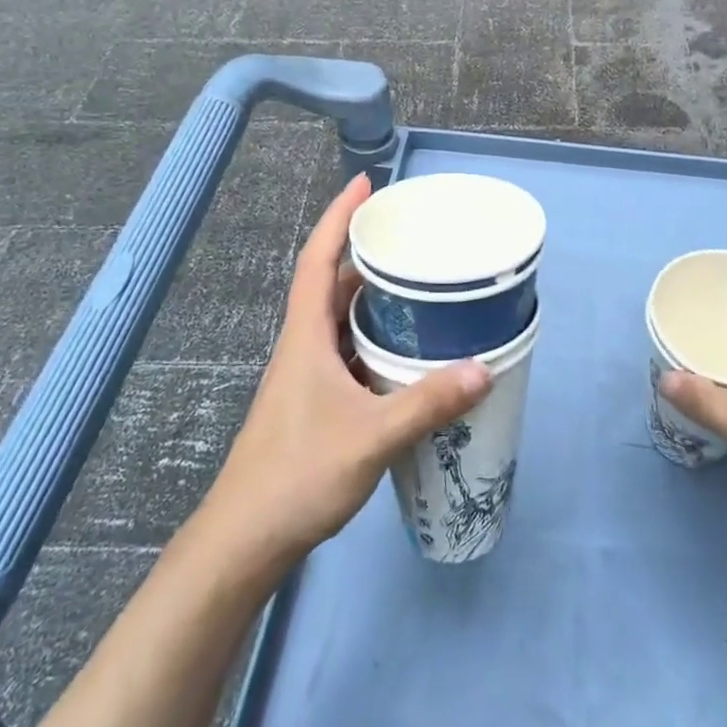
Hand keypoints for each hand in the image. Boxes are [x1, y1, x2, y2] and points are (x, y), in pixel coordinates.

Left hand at [196, 173, 492, 579]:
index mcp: (305, 336)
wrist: (244, 542)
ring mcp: (304, 377)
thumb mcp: (372, 437)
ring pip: (339, 320)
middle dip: (365, 253)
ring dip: (370, 298)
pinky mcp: (312, 403)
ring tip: (416, 287)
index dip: (338, 217)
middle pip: (331, 283)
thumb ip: (427, 403)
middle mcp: (302, 347)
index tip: (365, 184)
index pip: (317, 259)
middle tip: (410, 238)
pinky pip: (346, 351)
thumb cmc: (298, 476)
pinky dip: (372, 338)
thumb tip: (483, 368)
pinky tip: (403, 353)